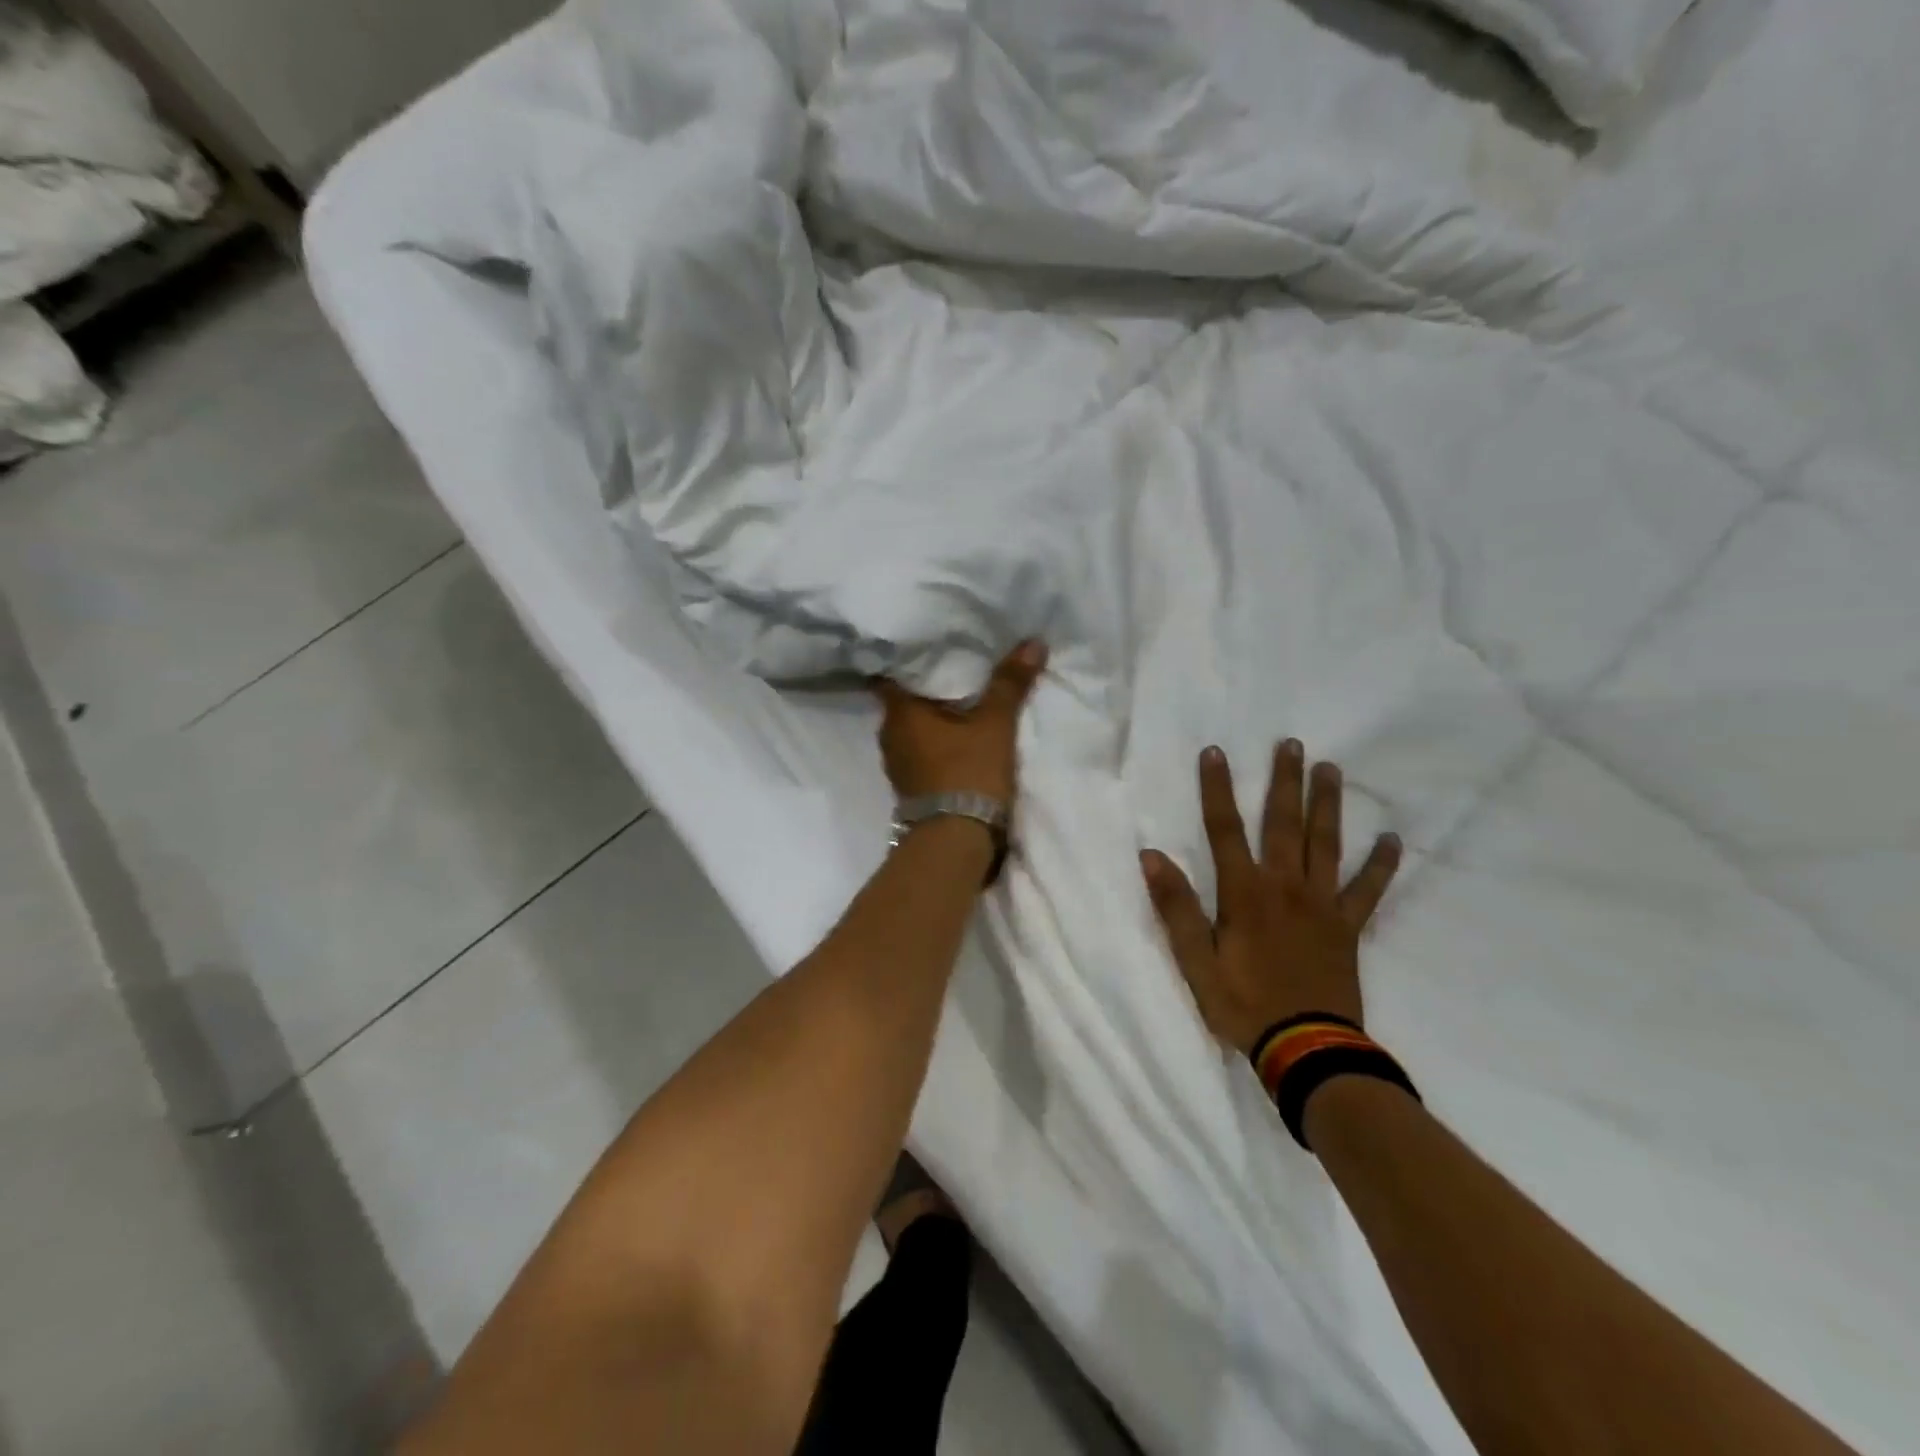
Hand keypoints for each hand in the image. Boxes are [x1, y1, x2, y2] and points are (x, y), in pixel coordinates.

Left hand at [875, 641, 1047, 804]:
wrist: (957, 840)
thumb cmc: (968, 771)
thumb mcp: (995, 724)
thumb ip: (1010, 683)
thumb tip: (1033, 641)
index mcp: (898, 712)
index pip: (890, 672)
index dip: (906, 657)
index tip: (926, 644)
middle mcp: (889, 735)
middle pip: (903, 700)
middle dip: (925, 686)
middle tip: (951, 665)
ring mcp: (897, 764)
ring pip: (912, 728)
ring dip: (931, 717)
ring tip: (957, 698)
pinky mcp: (910, 786)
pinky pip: (919, 750)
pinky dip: (934, 740)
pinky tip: (956, 735)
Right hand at [1141, 741, 1401, 1054]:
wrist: (1307, 1050)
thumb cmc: (1243, 1005)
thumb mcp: (1195, 961)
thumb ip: (1176, 907)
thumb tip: (1151, 856)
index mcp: (1244, 894)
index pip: (1224, 829)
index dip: (1217, 789)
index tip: (1216, 752)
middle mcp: (1285, 887)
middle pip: (1283, 824)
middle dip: (1284, 782)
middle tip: (1292, 744)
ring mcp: (1322, 905)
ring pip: (1325, 844)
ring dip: (1327, 805)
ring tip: (1330, 769)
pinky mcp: (1348, 928)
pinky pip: (1368, 890)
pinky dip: (1381, 864)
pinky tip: (1393, 839)